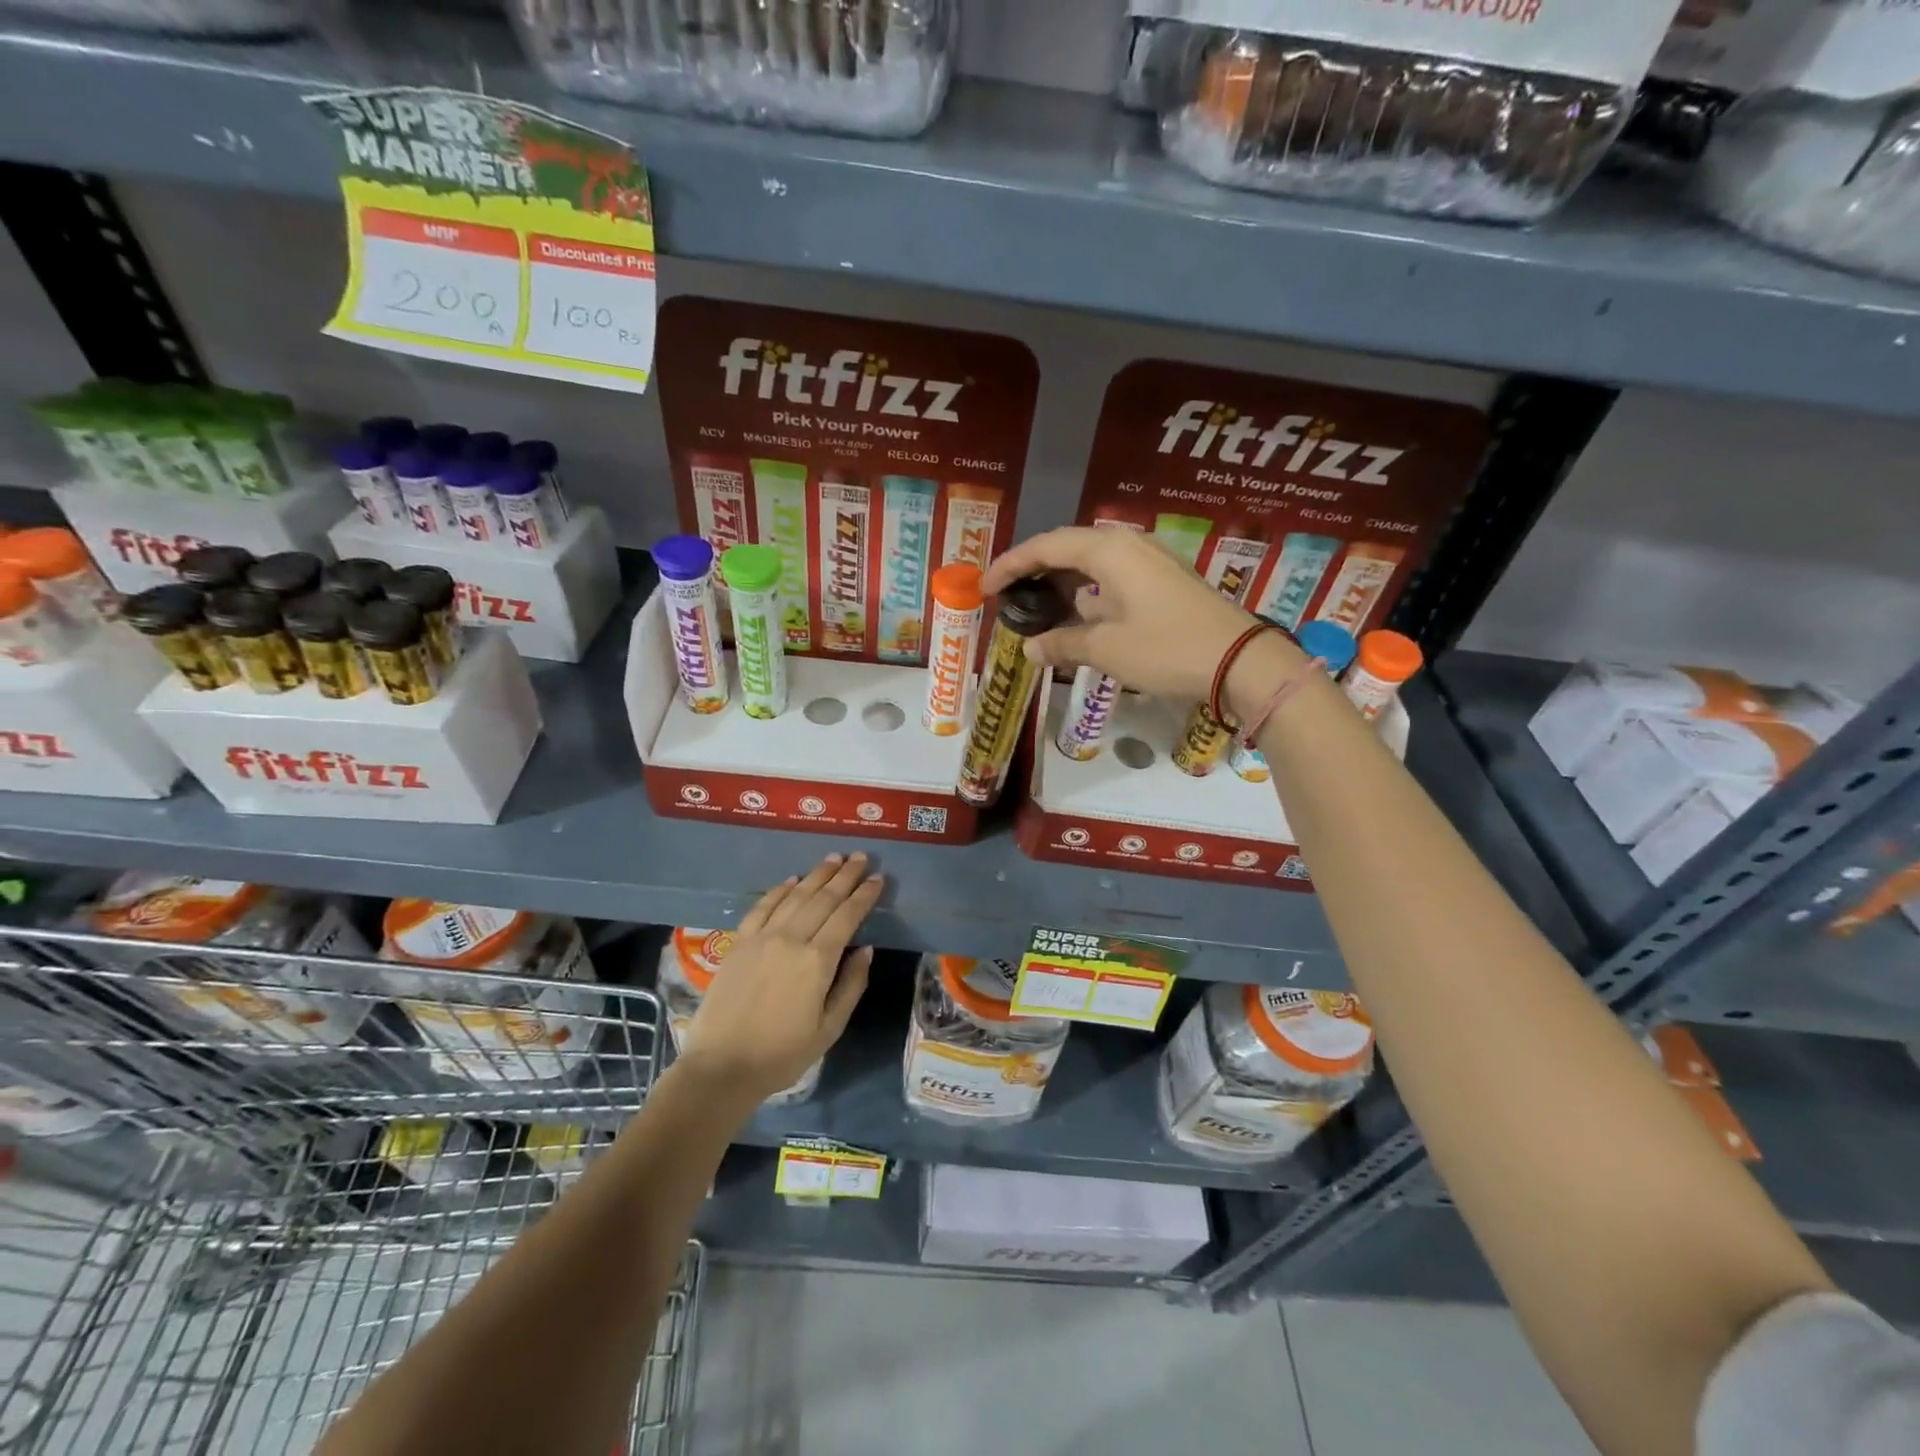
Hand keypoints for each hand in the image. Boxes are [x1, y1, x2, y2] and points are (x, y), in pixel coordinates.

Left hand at [677, 852, 882, 1102]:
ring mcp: (762, 937)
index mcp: (818, 961)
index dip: (864, 895)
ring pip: (795, 896)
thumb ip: (851, 985)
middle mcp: (791, 939)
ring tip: (834, 859)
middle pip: (823, 898)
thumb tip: (865, 948)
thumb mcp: (829, 1028)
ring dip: (817, 875)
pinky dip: (780, 889)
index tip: (878, 878)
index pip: (847, 916)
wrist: (721, 1067)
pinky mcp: (739, 942)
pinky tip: (793, 879)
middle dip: (845, 876)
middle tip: (861, 857)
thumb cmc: (782, 1054)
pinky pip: (763, 906)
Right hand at [981, 527, 1305, 709]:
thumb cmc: (1166, 648)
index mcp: (1109, 549)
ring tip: (1036, 604)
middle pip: (1068, 547)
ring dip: (1062, 581)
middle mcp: (1129, 544)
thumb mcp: (1107, 648)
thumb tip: (1030, 648)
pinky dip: (1089, 592)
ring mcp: (1151, 560)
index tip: (984, 587)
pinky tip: (1079, 614)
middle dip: (1034, 569)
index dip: (1010, 565)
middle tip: (1007, 593)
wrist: (1241, 661)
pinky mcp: (1166, 580)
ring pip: (1092, 562)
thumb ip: (1063, 643)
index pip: (1046, 547)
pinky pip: (1114, 576)